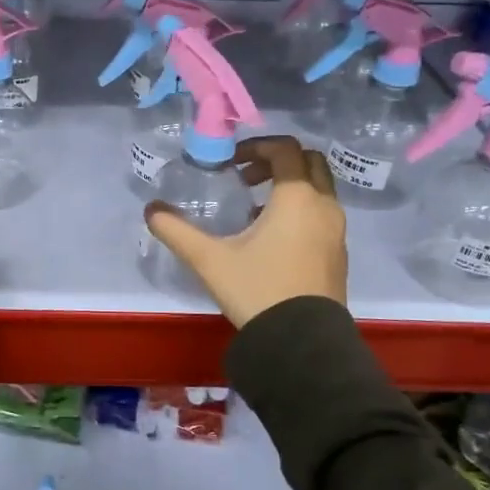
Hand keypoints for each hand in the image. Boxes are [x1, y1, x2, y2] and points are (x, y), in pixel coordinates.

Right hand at [144, 135, 348, 327]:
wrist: (302, 342)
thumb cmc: (258, 289)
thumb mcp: (209, 259)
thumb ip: (176, 230)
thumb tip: (151, 210)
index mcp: (297, 197)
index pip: (284, 148)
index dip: (256, 146)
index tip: (230, 162)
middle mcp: (324, 206)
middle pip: (308, 161)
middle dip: (276, 161)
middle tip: (246, 177)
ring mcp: (336, 231)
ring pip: (319, 188)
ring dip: (289, 186)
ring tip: (254, 208)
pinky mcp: (339, 254)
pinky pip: (322, 214)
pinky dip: (300, 209)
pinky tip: (271, 238)